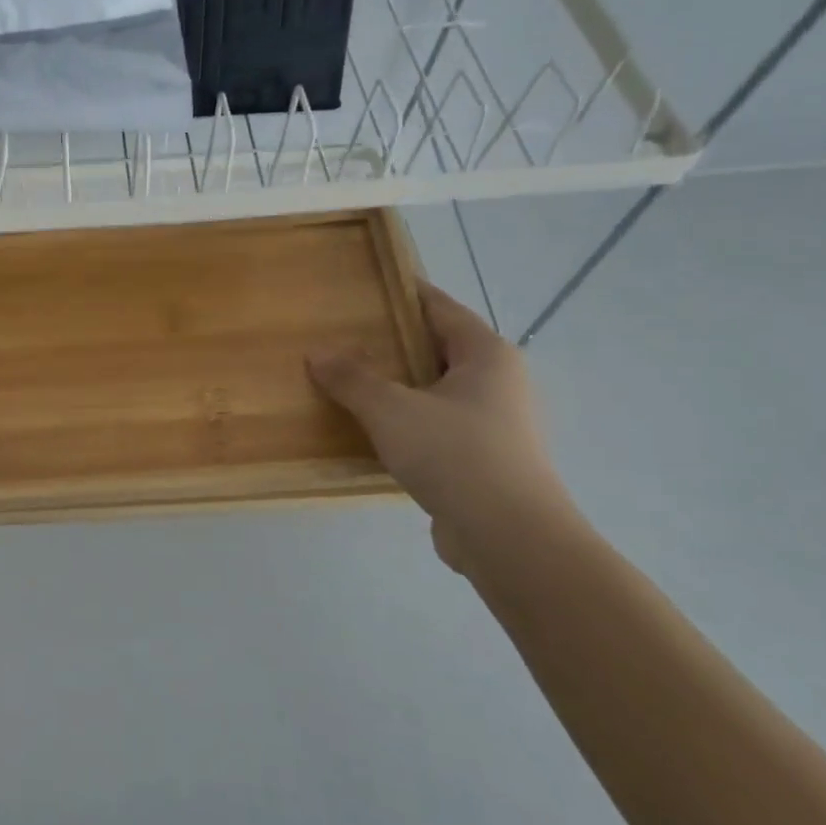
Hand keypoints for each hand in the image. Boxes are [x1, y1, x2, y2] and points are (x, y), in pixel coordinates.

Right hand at [308, 284, 572, 567]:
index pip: (441, 308)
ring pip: (438, 390)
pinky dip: (409, 421)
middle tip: (345, 337)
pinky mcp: (487, 460)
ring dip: (400, 386)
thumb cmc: (454, 454)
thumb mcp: (390, 410)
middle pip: (439, 348)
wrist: (509, 537)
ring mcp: (497, 423)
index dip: (404, 294)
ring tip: (352, 382)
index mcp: (486, 355)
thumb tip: (317, 353)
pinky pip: (439, 425)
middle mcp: (500, 382)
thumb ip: (351, 378)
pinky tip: (375, 431)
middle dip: (394, 342)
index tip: (367, 287)